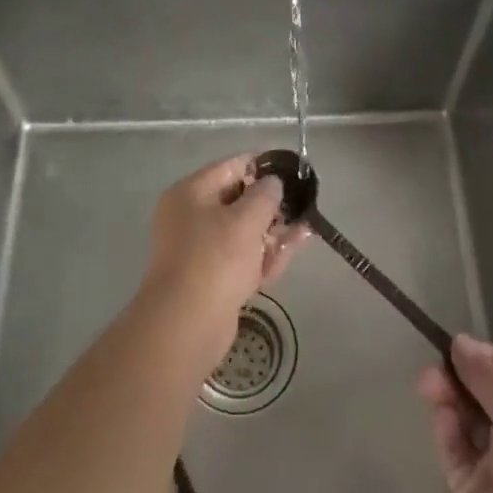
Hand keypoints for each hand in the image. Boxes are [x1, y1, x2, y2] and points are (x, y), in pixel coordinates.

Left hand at [137, 154, 307, 372]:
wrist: (186, 325)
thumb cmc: (214, 259)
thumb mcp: (245, 219)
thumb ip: (265, 195)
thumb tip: (273, 183)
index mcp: (190, 193)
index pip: (230, 167)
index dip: (262, 166)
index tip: (291, 170)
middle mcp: (190, 217)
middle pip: (237, 201)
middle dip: (271, 203)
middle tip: (301, 202)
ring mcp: (200, 251)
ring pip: (243, 232)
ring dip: (273, 230)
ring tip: (306, 226)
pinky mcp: (212, 279)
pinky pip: (242, 258)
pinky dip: (265, 254)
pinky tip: (293, 249)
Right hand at [419, 335, 492, 492]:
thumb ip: (487, 377)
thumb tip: (460, 343)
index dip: (489, 358)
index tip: (458, 346)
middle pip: (485, 394)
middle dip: (461, 376)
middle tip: (433, 365)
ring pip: (466, 420)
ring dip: (448, 398)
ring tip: (427, 382)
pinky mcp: (471, 489)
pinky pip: (455, 451)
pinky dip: (446, 431)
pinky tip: (441, 416)